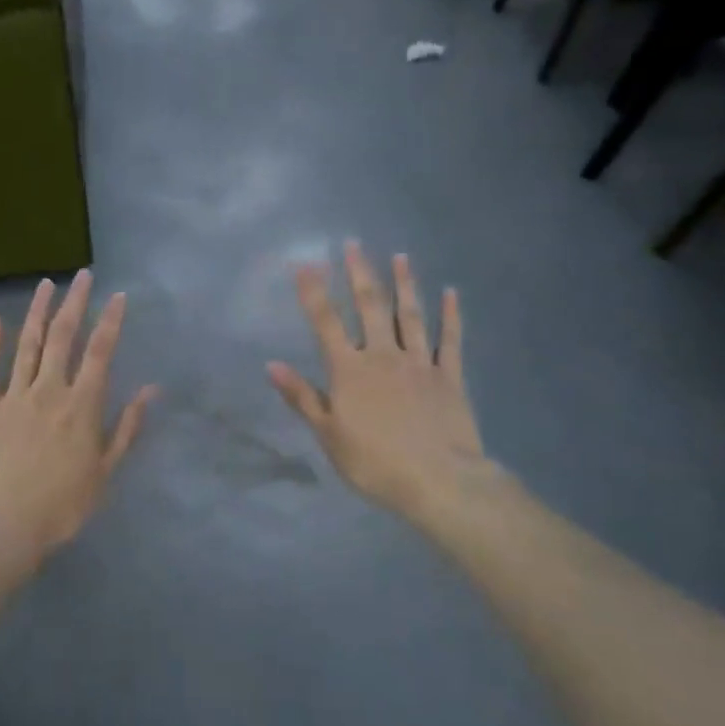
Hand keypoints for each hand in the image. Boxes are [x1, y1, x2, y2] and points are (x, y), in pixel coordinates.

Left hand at [0, 272, 158, 579]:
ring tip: (45, 285)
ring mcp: (13, 396)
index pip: (100, 352)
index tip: (118, 295)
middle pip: (63, 337)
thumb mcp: (105, 472)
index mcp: (82, 406)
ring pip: (27, 344)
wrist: (2, 527)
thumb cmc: (61, 507)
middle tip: (82, 276)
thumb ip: (126, 427)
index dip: (111, 321)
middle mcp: (49, 390)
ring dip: (37, 312)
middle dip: (75, 303)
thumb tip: (151, 390)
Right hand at [268, 242, 491, 527]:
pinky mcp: (450, 377)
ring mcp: (420, 363)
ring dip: (405, 284)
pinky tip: (452, 293)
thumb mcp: (328, 435)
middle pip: (370, 307)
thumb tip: (271, 365)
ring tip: (401, 256)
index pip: (326, 323)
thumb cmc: (374, 463)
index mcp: (350, 371)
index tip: (305, 263)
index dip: (313, 292)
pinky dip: (452, 315)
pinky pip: (451, 340)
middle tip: (354, 244)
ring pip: (411, 315)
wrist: (439, 481)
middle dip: (360, 274)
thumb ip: (302, 397)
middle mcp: (383, 356)